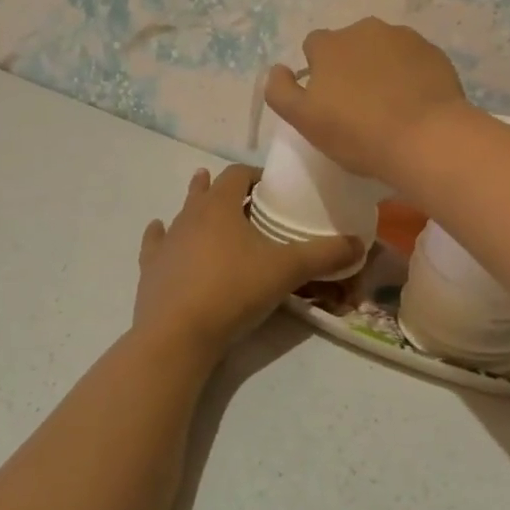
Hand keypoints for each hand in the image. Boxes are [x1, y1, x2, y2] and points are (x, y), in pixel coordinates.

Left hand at [132, 165, 362, 354]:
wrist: (177, 335)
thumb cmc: (234, 291)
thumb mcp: (287, 270)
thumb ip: (325, 254)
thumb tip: (360, 242)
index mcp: (220, 206)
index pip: (237, 174)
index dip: (255, 175)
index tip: (271, 186)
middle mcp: (190, 216)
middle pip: (207, 190)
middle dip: (226, 189)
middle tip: (245, 199)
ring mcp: (166, 242)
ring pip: (181, 214)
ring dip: (196, 208)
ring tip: (205, 204)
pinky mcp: (150, 269)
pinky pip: (155, 243)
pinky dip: (161, 236)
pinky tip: (160, 231)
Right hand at [263, 18, 471, 187]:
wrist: (426, 138)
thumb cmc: (358, 133)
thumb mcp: (305, 120)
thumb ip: (281, 91)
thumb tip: (277, 69)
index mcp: (330, 44)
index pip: (314, 47)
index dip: (319, 72)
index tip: (328, 100)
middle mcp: (365, 29)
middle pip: (350, 44)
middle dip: (351, 66)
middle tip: (359, 104)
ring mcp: (404, 38)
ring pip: (384, 49)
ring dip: (381, 67)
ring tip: (390, 104)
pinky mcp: (433, 52)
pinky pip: (413, 60)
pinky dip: (410, 74)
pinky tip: (415, 102)